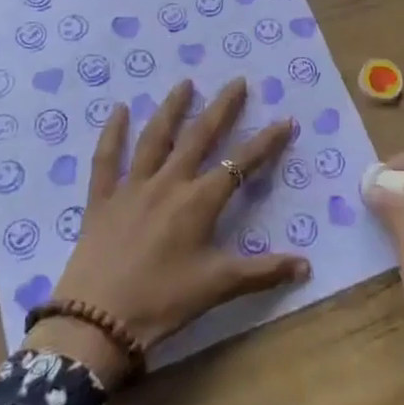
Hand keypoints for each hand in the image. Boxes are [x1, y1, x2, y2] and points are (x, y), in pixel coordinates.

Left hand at [26, 78, 309, 386]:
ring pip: (155, 138)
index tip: (285, 120)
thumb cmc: (162, 303)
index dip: (266, 142)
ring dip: (172, 108)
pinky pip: (107, 159)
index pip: (241, 164)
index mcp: (199, 202)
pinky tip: (118, 109)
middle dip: (222, 108)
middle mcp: (169, 183)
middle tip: (237, 82)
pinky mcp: (101, 199)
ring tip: (185, 83)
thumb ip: (262, 272)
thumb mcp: (217, 286)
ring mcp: (132, 187)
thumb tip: (306, 265)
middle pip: (199, 137)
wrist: (96, 323)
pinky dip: (112, 133)